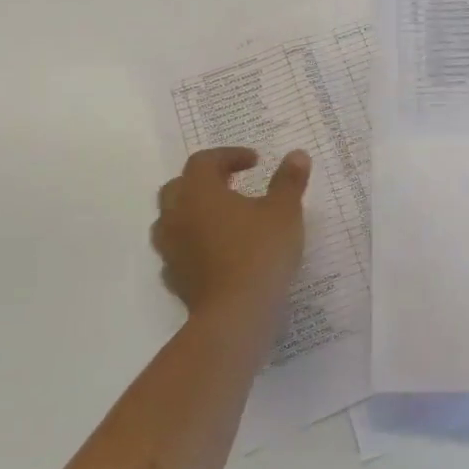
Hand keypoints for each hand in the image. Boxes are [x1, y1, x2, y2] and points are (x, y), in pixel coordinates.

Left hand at [153, 148, 310, 341]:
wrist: (236, 313)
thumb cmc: (261, 252)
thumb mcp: (284, 211)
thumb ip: (288, 180)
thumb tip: (297, 154)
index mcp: (199, 192)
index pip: (204, 161)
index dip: (229, 156)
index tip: (255, 162)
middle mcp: (176, 216)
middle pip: (179, 187)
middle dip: (204, 181)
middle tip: (233, 184)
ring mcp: (170, 249)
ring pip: (172, 220)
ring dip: (194, 212)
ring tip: (224, 218)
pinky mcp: (175, 278)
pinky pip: (178, 250)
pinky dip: (195, 243)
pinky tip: (218, 251)